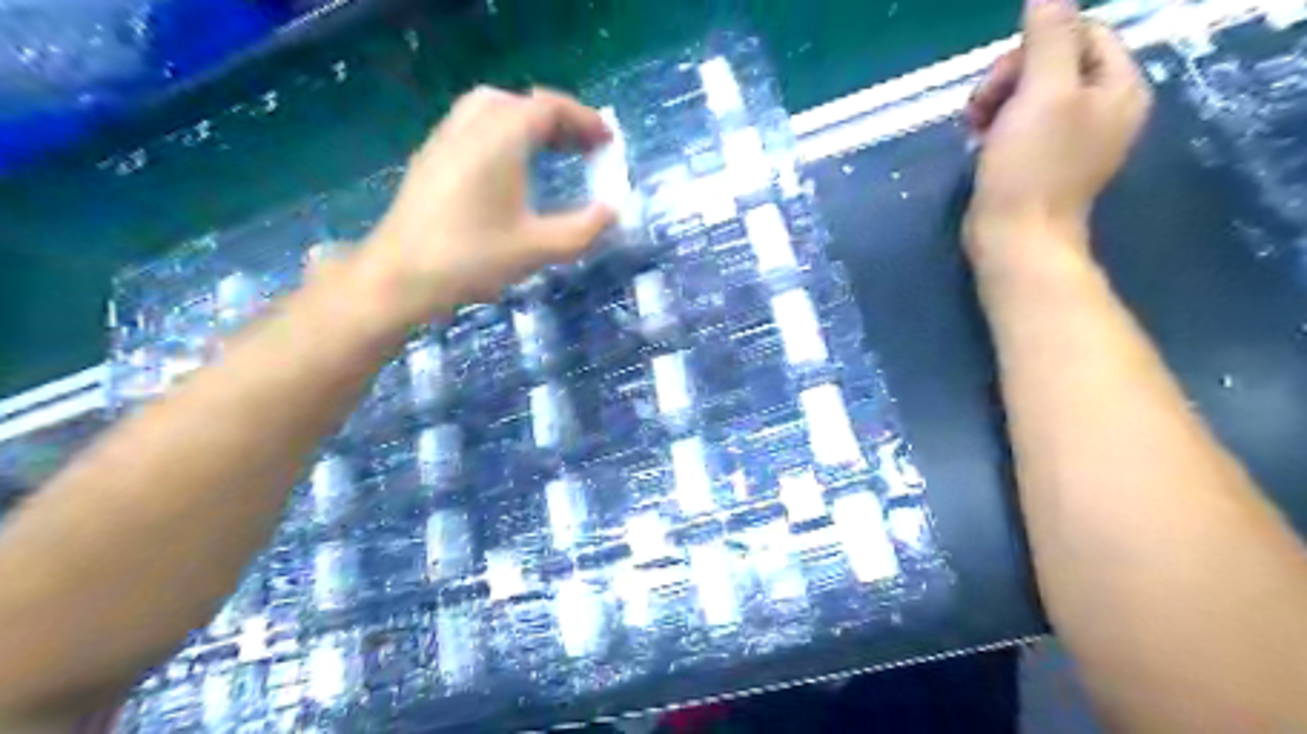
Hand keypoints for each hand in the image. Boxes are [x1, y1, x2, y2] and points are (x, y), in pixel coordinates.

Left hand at [347, 84, 612, 323]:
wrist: (400, 276)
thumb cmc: (472, 258)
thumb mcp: (538, 248)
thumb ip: (583, 228)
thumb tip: (612, 211)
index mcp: (500, 138)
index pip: (549, 108)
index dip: (584, 120)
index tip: (608, 141)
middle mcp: (470, 126)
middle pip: (521, 103)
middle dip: (559, 121)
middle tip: (584, 148)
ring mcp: (445, 139)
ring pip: (493, 110)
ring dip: (529, 123)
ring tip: (552, 153)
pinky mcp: (431, 158)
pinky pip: (474, 126)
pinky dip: (504, 133)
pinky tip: (512, 169)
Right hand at [958, 0, 1153, 260]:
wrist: (1015, 239)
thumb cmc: (1031, 168)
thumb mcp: (1042, 92)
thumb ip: (1049, 35)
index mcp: (1119, 87)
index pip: (1082, 33)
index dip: (1035, 45)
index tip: (1001, 79)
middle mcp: (1103, 108)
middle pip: (1054, 62)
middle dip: (1010, 77)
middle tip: (979, 108)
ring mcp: (1072, 138)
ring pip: (1032, 93)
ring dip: (997, 101)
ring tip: (973, 127)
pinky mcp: (1042, 161)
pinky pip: (1021, 124)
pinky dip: (997, 126)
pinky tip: (978, 142)